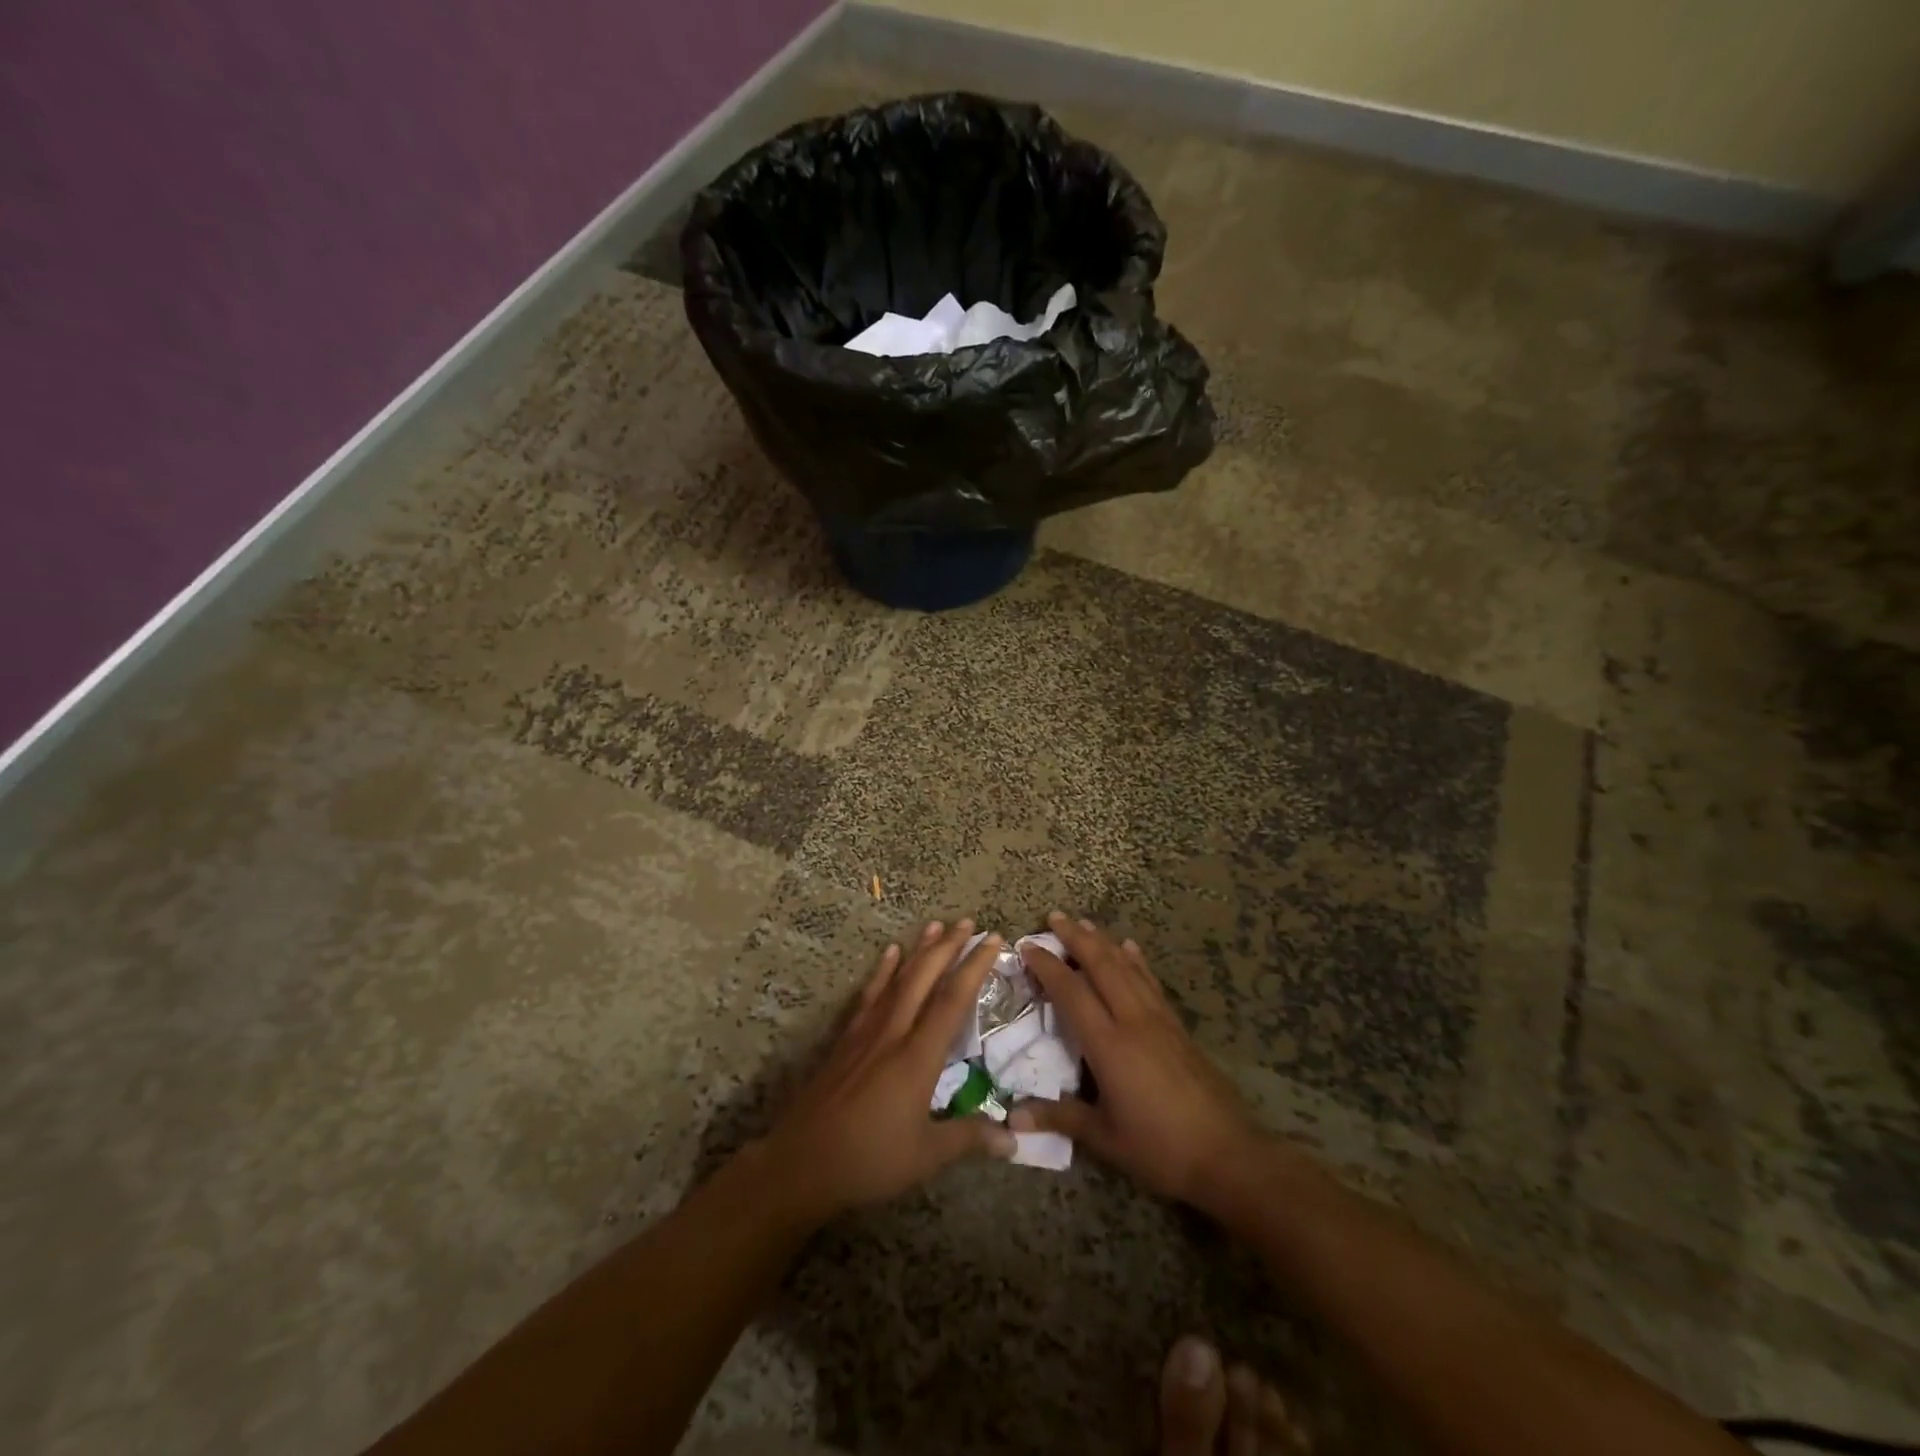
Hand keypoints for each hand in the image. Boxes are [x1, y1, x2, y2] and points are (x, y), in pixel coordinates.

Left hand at [761, 920, 1014, 1219]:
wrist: (801, 1162)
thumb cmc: (869, 1161)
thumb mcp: (926, 1156)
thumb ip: (969, 1138)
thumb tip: (1015, 1138)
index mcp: (918, 1057)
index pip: (953, 1000)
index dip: (975, 967)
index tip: (992, 940)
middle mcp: (894, 1033)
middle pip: (924, 978)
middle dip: (948, 946)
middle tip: (967, 921)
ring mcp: (866, 1032)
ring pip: (897, 979)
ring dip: (918, 950)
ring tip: (934, 924)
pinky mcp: (846, 1039)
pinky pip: (869, 994)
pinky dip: (882, 971)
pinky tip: (889, 953)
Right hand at [1012, 913, 1264, 1209]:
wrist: (1228, 1155)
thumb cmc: (1160, 1149)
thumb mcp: (1105, 1138)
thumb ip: (1060, 1118)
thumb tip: (1012, 1118)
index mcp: (1109, 1045)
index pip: (1071, 992)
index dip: (1048, 966)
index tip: (1027, 946)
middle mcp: (1133, 1020)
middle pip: (1101, 966)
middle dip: (1076, 938)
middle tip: (1054, 917)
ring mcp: (1159, 1020)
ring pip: (1127, 967)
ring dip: (1104, 941)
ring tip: (1084, 923)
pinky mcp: (1178, 1026)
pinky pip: (1150, 982)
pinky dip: (1136, 960)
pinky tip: (1130, 947)